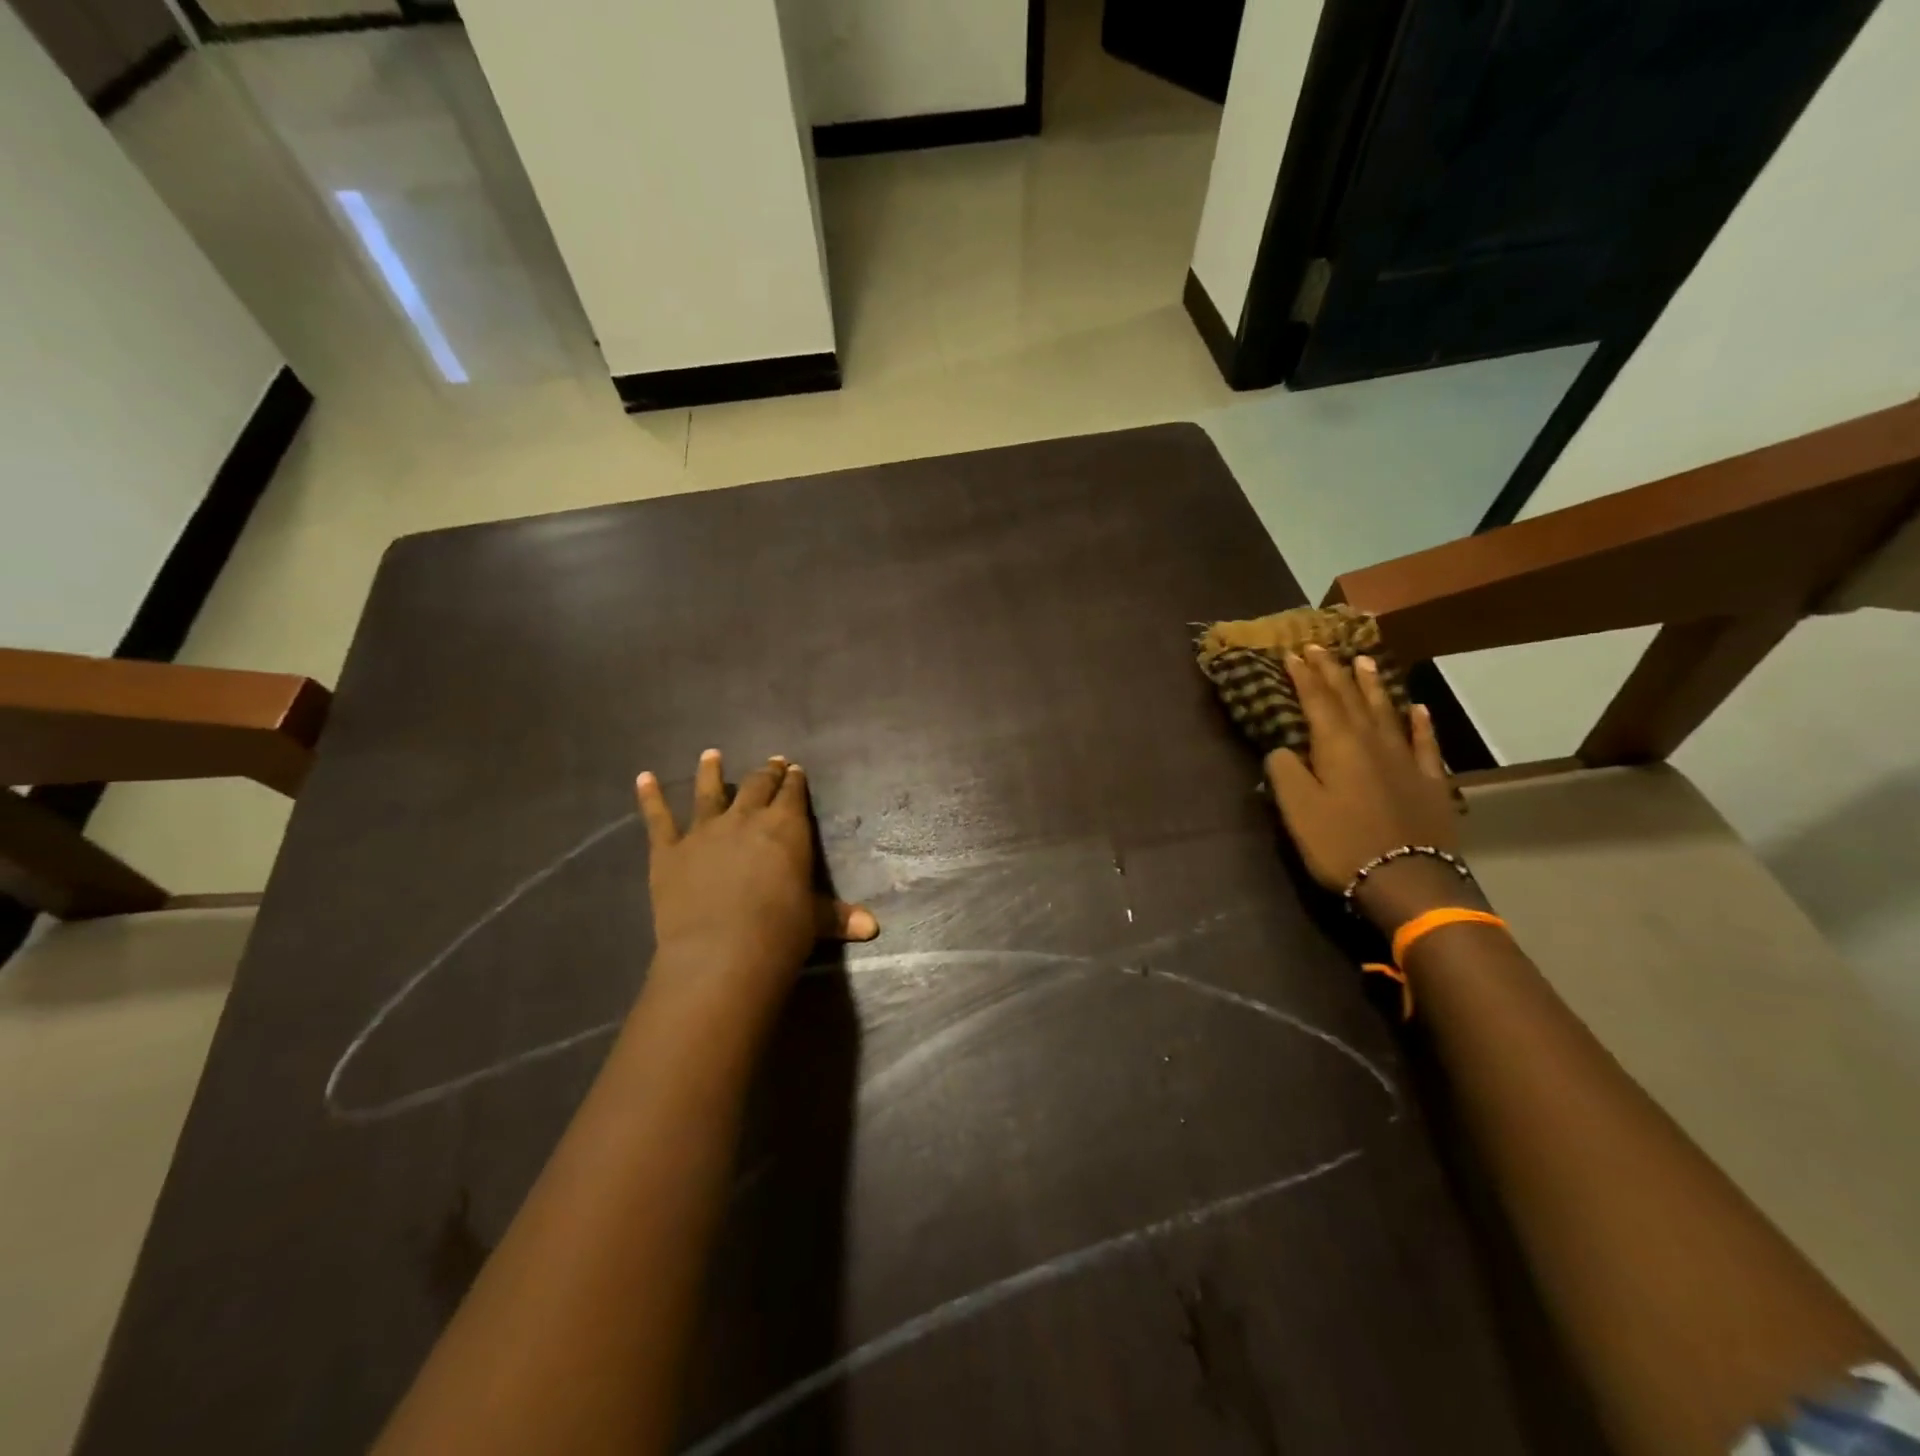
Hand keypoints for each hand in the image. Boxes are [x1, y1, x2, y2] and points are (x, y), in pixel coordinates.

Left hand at [635, 751, 876, 1014]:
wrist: (722, 952)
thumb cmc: (781, 932)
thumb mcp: (815, 921)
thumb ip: (839, 916)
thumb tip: (873, 927)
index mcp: (786, 828)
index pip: (792, 794)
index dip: (794, 781)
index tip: (794, 769)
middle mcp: (746, 819)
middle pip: (756, 786)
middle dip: (765, 773)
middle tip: (770, 763)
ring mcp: (704, 831)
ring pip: (708, 792)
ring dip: (710, 772)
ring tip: (710, 755)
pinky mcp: (669, 851)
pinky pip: (658, 818)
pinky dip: (650, 797)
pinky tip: (643, 778)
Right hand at [1264, 647, 1474, 931]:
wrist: (1406, 879)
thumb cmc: (1340, 842)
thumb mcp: (1297, 808)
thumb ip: (1284, 770)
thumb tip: (1283, 748)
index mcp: (1337, 745)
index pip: (1317, 699)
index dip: (1304, 675)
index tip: (1293, 652)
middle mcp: (1372, 741)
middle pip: (1350, 698)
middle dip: (1333, 671)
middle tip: (1321, 647)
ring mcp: (1406, 759)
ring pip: (1387, 711)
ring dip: (1373, 685)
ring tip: (1365, 661)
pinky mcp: (1430, 781)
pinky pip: (1424, 743)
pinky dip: (1420, 723)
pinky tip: (1418, 709)